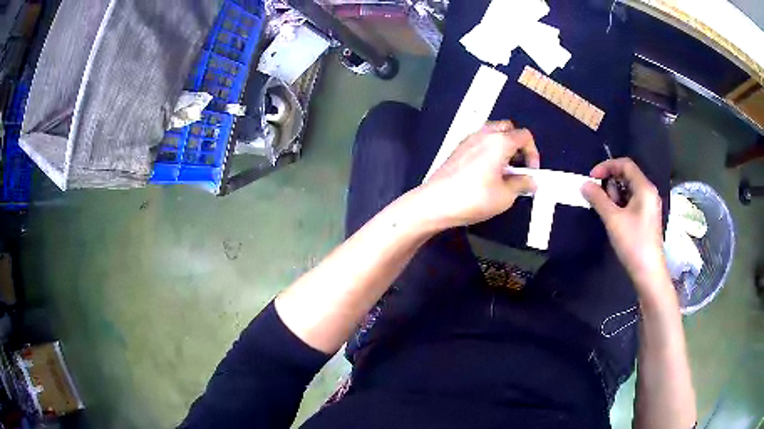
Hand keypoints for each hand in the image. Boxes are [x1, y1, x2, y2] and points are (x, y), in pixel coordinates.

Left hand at [422, 121, 539, 227]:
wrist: (436, 202)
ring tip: (503, 171)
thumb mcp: (505, 196)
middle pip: (508, 129)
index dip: (533, 153)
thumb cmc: (473, 198)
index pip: (524, 136)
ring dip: (503, 147)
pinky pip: (480, 141)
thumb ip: (522, 184)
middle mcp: (484, 134)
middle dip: (518, 145)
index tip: (531, 172)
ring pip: (492, 133)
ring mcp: (468, 140)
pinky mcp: (458, 149)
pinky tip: (487, 172)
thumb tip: (530, 181)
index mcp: (499, 141)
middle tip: (518, 167)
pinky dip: (489, 150)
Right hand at [582, 158, 670, 299]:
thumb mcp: (613, 219)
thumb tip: (584, 184)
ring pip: (628, 190)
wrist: (648, 272)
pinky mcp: (646, 217)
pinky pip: (631, 201)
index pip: (625, 164)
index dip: (606, 166)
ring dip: (614, 196)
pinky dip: (620, 205)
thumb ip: (598, 199)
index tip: (591, 178)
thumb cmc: (633, 243)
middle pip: (627, 176)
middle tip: (599, 199)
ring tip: (607, 213)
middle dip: (610, 183)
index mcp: (644, 188)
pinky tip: (614, 219)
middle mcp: (648, 192)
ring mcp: (648, 205)